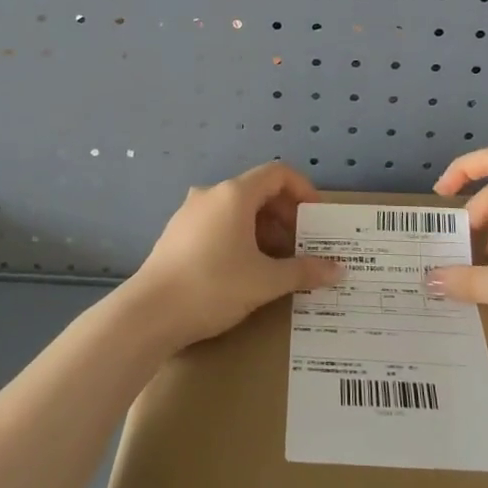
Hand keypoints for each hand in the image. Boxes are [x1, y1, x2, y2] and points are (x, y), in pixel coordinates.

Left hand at [124, 162, 345, 349]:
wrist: (148, 314)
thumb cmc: (213, 286)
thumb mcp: (265, 281)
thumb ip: (304, 271)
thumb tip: (339, 270)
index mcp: (234, 194)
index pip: (277, 173)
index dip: (303, 189)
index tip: (316, 217)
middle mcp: (212, 193)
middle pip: (258, 191)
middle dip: (285, 215)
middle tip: (302, 245)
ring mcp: (190, 212)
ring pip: (237, 209)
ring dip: (263, 228)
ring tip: (277, 262)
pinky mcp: (177, 233)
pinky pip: (218, 223)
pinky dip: (240, 236)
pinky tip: (244, 269)